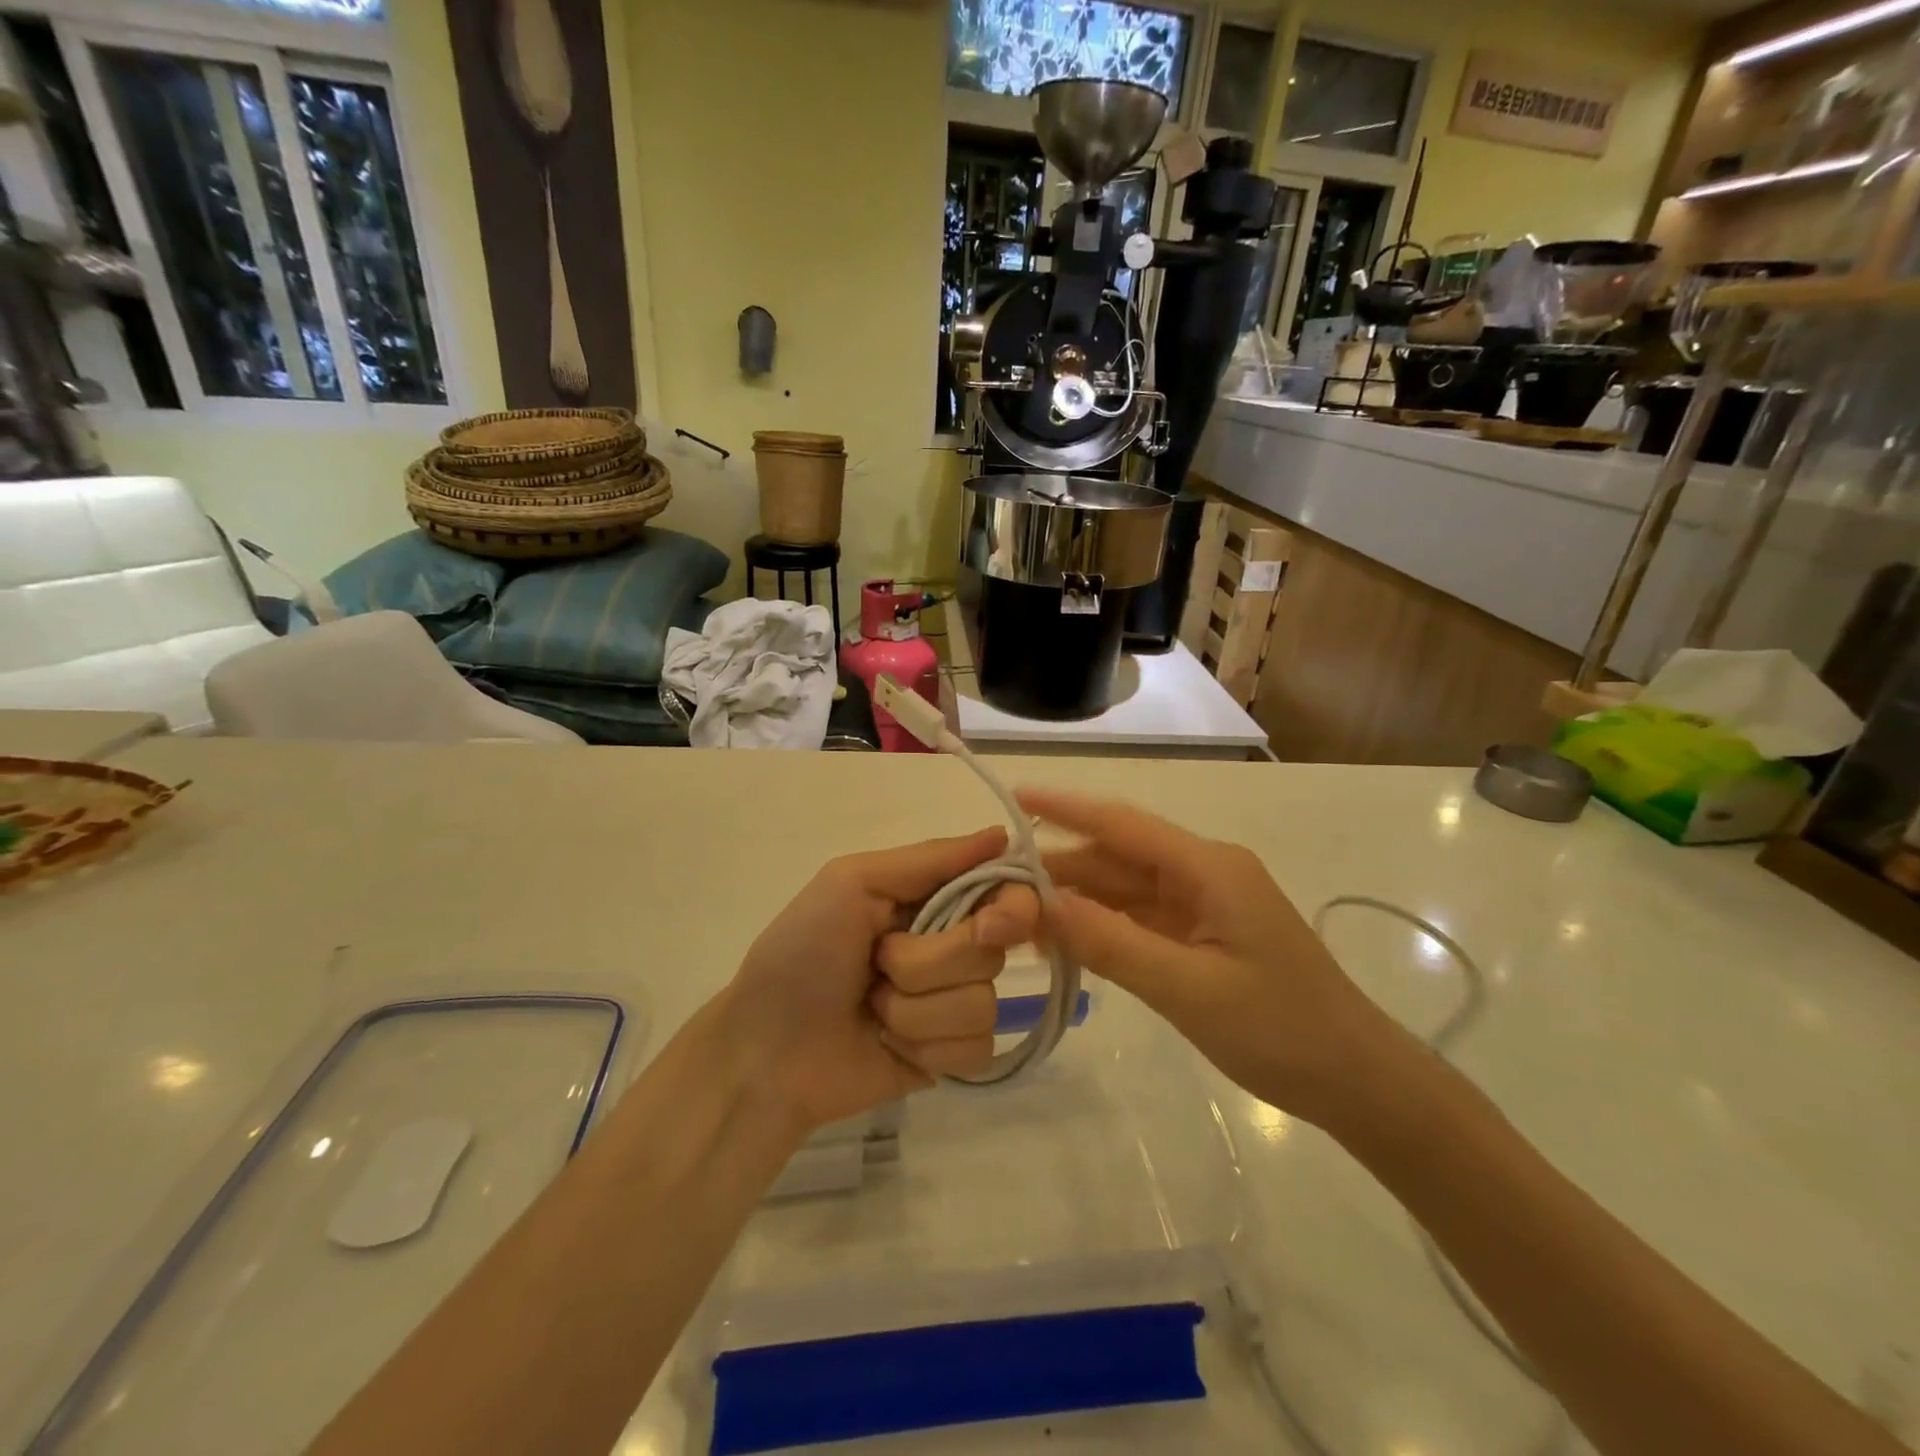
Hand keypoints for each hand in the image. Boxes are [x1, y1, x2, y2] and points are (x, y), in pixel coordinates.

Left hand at [718, 827, 1039, 1133]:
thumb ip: (930, 858)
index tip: (989, 924)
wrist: (765, 1051)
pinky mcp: (950, 1057)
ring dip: (916, 1010)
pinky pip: (976, 1051)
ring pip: (983, 1004)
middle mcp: (952, 945)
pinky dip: (926, 1048)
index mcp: (932, 899)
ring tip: (872, 1008)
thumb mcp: (852, 882)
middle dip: (927, 962)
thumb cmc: (801, 952)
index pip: (1007, 891)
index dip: (1012, 907)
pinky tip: (889, 1045)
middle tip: (878, 962)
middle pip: (992, 951)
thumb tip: (1002, 834)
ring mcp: (953, 1004)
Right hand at [1020, 789, 1396, 1125]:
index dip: (1066, 808)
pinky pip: (1139, 918)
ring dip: (1076, 900)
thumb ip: (1111, 943)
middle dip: (1060, 868)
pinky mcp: (1202, 933)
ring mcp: (1203, 903)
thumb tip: (1041, 905)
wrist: (1356, 1080)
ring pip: (1124, 889)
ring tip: (1019, 919)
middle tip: (997, 885)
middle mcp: (1202, 872)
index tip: (1016, 797)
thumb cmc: (1280, 1030)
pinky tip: (1064, 941)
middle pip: (1117, 857)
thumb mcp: (1188, 989)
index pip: (1123, 825)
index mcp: (1208, 868)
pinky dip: (1101, 927)